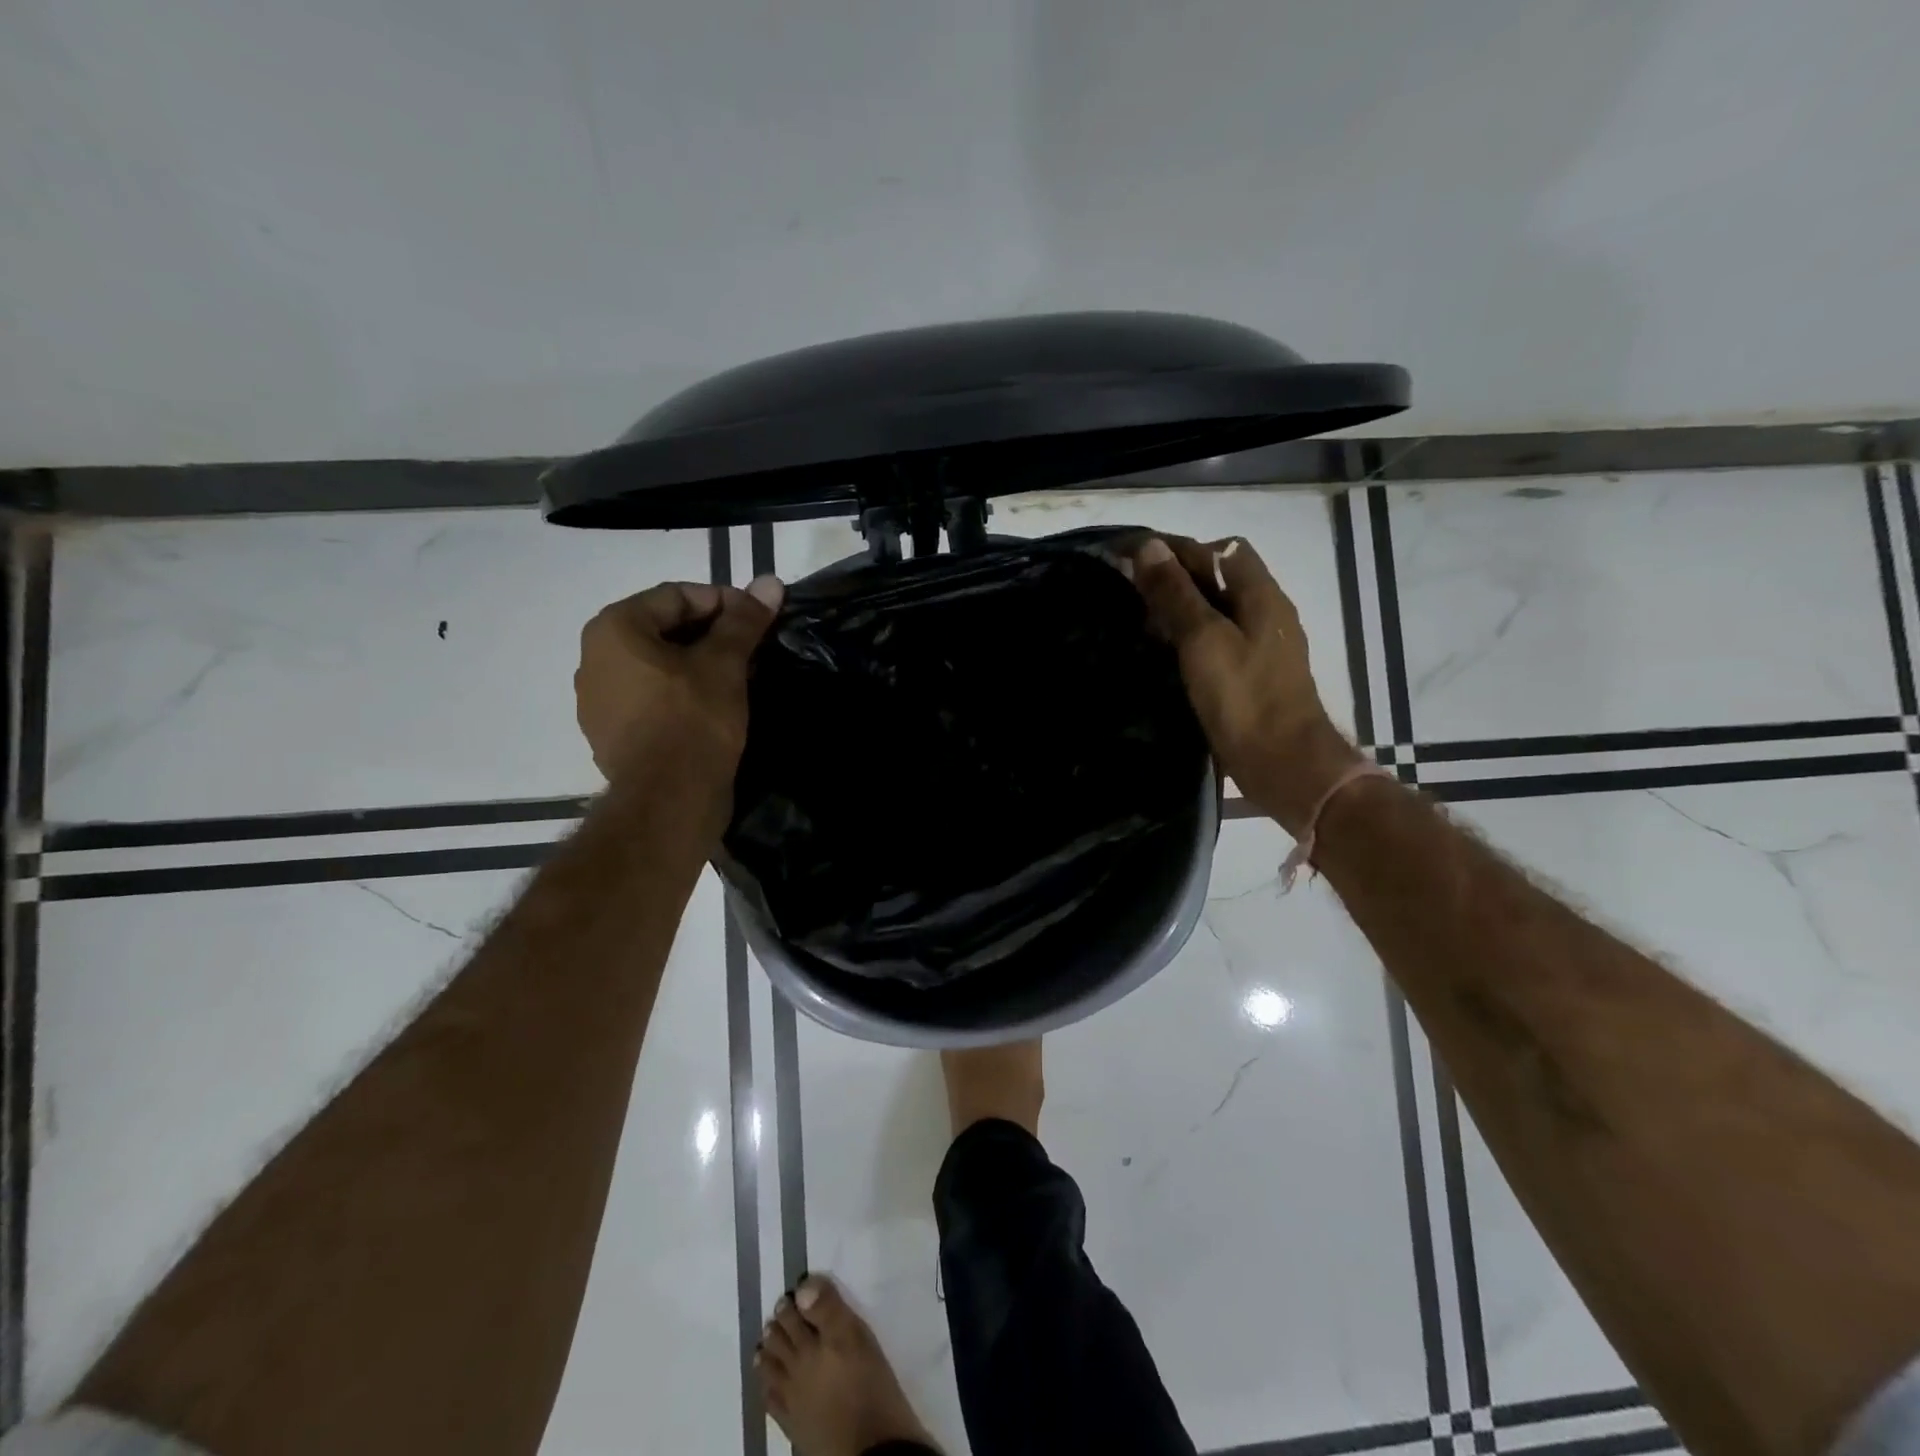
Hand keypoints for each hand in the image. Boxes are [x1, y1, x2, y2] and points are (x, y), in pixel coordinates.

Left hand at [575, 575, 783, 781]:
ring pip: (658, 666)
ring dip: (698, 665)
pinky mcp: (613, 735)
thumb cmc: (693, 720)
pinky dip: (682, 694)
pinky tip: (714, 708)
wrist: (669, 801)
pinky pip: (652, 698)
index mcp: (613, 630)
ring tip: (739, 677)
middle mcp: (595, 659)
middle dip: (711, 634)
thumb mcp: (725, 664)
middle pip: (663, 629)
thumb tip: (770, 581)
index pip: (676, 596)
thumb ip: (744, 620)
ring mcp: (599, 701)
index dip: (723, 602)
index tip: (758, 619)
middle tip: (752, 648)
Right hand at [1131, 536, 1361, 834]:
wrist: (1284, 765)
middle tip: (1128, 587)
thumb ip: (1177, 594)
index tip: (1128, 554)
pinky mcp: (1252, 673)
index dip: (1172, 546)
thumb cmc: (1244, 699)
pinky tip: (1164, 650)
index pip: (1216, 550)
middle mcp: (1265, 611)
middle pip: (1218, 575)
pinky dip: (1188, 633)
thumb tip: (1149, 547)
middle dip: (1174, 573)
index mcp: (1260, 594)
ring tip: (1138, 616)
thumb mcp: (1204, 640)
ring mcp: (1262, 644)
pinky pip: (1216, 637)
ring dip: (1180, 604)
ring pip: (1216, 607)